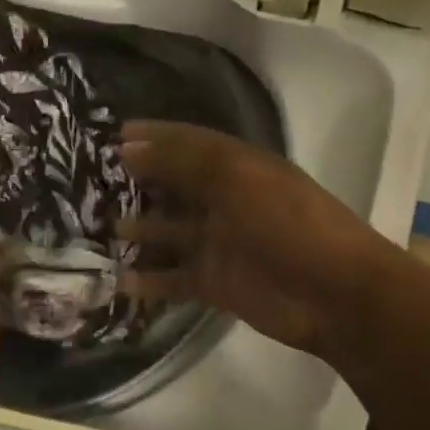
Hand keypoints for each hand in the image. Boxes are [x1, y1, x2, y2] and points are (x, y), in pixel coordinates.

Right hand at [116, 121, 400, 360]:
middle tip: (96, 184)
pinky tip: (118, 280)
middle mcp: (227, 202)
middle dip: (141, 183)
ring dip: (140, 230)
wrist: (333, 294)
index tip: (115, 136)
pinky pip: (175, 279)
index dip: (155, 137)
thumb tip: (130, 148)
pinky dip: (149, 281)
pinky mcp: (217, 284)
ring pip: (171, 233)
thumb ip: (184, 162)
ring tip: (102, 228)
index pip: (190, 144)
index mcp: (240, 168)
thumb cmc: (289, 224)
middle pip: (177, 187)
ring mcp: (221, 245)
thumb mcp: (238, 178)